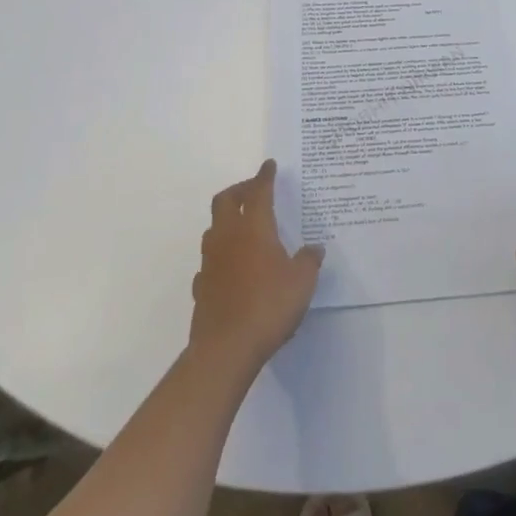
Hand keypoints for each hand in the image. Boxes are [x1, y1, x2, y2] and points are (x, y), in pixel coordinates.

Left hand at [188, 160, 323, 379]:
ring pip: (213, 229)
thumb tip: (314, 249)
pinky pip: (209, 262)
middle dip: (239, 190)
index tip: (269, 165)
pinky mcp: (201, 287)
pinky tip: (232, 268)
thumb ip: (309, 261)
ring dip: (227, 221)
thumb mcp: (302, 282)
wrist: (225, 349)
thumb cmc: (268, 306)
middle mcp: (228, 237)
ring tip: (245, 229)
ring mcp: (210, 262)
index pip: (258, 192)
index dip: (264, 176)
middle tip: (254, 192)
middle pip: (225, 201)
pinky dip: (220, 256)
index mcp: (253, 228)